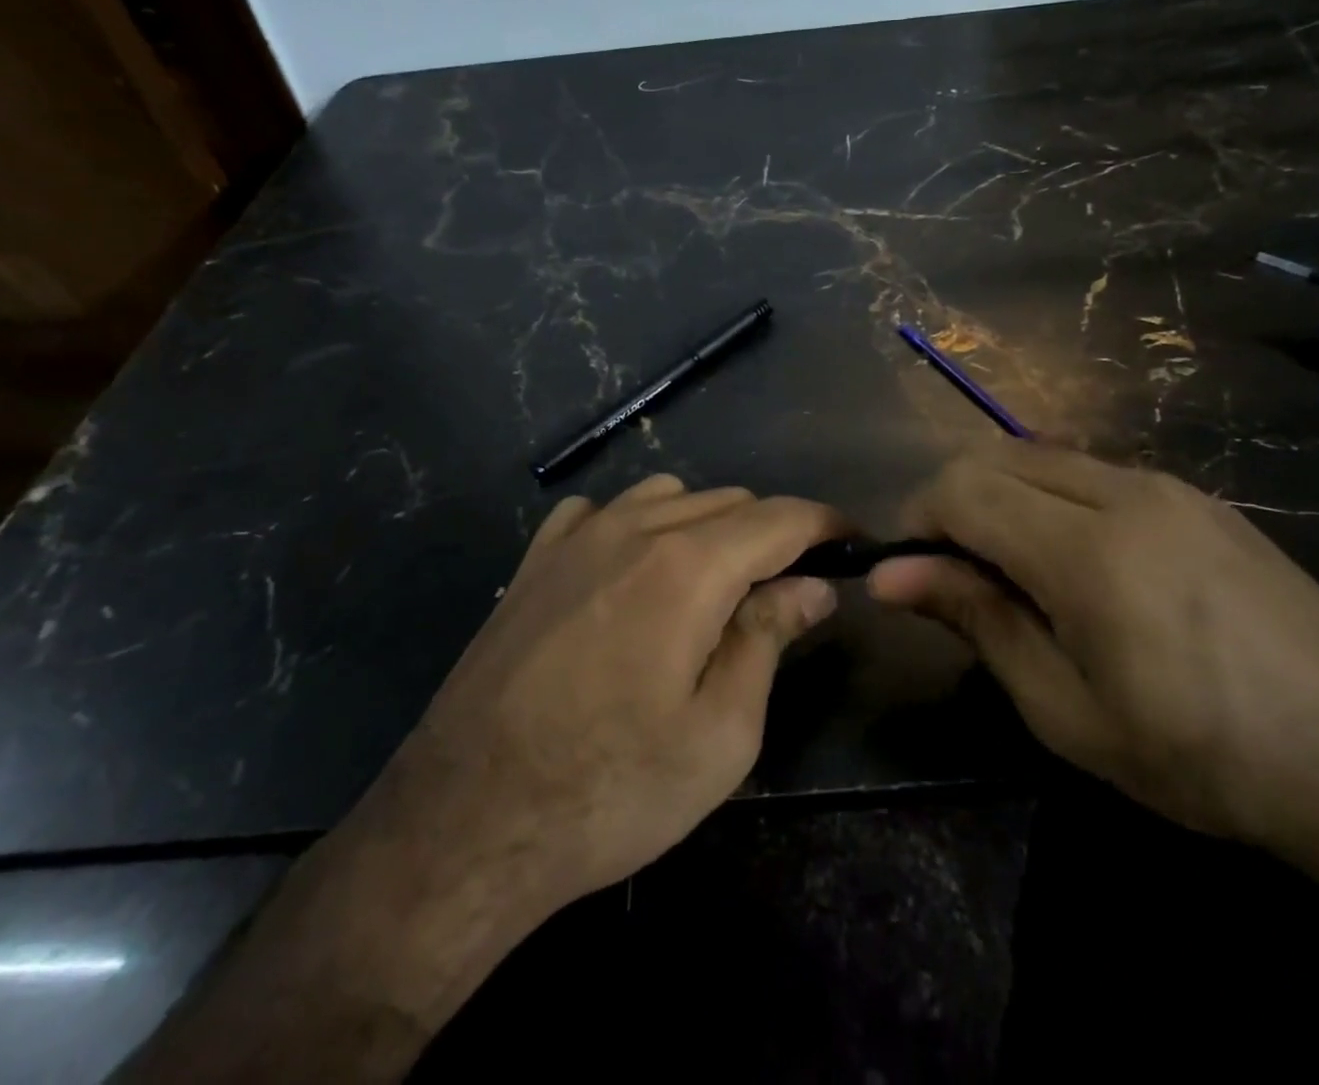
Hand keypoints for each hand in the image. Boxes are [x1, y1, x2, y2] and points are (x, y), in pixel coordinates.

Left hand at [365, 474, 843, 914]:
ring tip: (712, 584)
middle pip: (728, 501)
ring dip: (707, 524)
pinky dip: (638, 523)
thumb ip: (768, 638)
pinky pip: (602, 509)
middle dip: (771, 533)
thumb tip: (811, 586)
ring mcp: (577, 537)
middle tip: (785, 590)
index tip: (853, 541)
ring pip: (669, 495)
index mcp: (688, 566)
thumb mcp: (720, 734)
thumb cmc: (610, 791)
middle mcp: (634, 528)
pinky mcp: (535, 559)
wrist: (466, 824)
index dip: (825, 524)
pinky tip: (632, 571)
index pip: (779, 518)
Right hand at [869, 440, 1318, 852]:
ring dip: (1002, 497)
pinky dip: (1050, 497)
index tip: (914, 575)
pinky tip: (1081, 564)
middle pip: (993, 456)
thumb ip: (977, 620)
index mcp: (1088, 551)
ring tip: (1019, 573)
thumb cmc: (1201, 759)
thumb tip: (890, 575)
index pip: (961, 489)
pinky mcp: (1196, 495)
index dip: (918, 522)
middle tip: (959, 576)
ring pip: (1039, 455)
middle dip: (953, 503)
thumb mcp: (1066, 711)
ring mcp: (1167, 485)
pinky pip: (1091, 470)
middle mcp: (1124, 492)